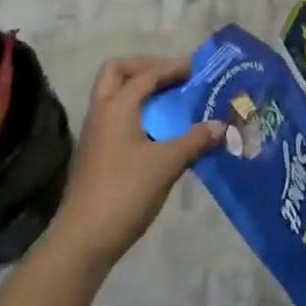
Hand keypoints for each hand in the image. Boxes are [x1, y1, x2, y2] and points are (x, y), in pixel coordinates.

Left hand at [52, 56, 222, 270]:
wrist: (84, 237)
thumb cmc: (125, 192)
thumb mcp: (166, 164)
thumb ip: (195, 141)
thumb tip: (221, 126)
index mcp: (116, 107)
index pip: (145, 75)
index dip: (171, 68)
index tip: (196, 68)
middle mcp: (101, 112)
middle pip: (117, 72)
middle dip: (145, 68)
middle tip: (172, 76)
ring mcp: (95, 133)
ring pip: (114, 94)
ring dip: (139, 90)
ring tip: (170, 100)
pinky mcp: (96, 152)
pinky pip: (116, 116)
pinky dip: (136, 111)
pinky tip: (158, 130)